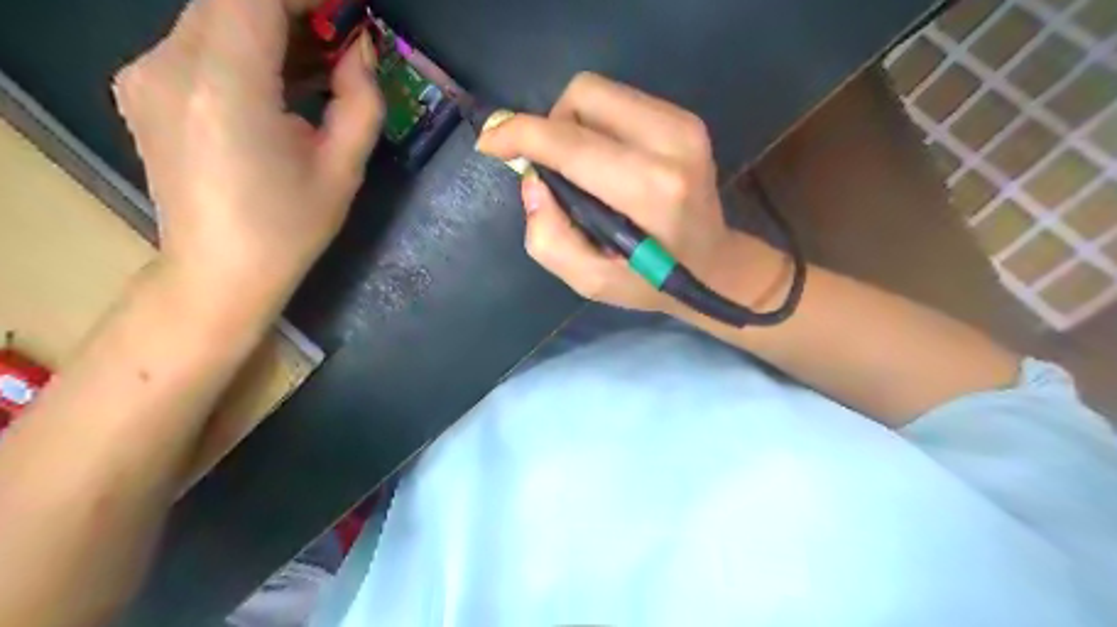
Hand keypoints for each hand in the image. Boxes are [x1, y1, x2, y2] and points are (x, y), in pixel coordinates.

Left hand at [114, 0, 383, 306]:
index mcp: (225, 86)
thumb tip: (361, 50)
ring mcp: (145, 73)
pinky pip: (198, 42)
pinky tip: (280, 82)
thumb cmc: (290, 228)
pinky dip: (244, 47)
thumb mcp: (344, 169)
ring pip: (214, 17)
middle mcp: (168, 64)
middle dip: (293, 9)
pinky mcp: (142, 86)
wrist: (220, 272)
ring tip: (320, 63)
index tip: (349, 13)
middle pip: (231, 0)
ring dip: (271, 27)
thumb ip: (361, 100)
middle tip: (342, 39)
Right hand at [476, 70, 738, 312]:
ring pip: (598, 92)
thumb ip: (550, 239)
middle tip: (555, 170)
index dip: (520, 135)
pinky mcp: (685, 118)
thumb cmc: (651, 280)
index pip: (570, 143)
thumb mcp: (591, 281)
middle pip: (582, 96)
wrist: (713, 265)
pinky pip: (618, 100)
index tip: (491, 143)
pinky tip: (606, 160)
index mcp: (650, 189)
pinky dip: (596, 125)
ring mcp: (683, 124)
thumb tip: (533, 182)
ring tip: (581, 169)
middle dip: (551, 127)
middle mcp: (672, 142)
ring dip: (573, 125)